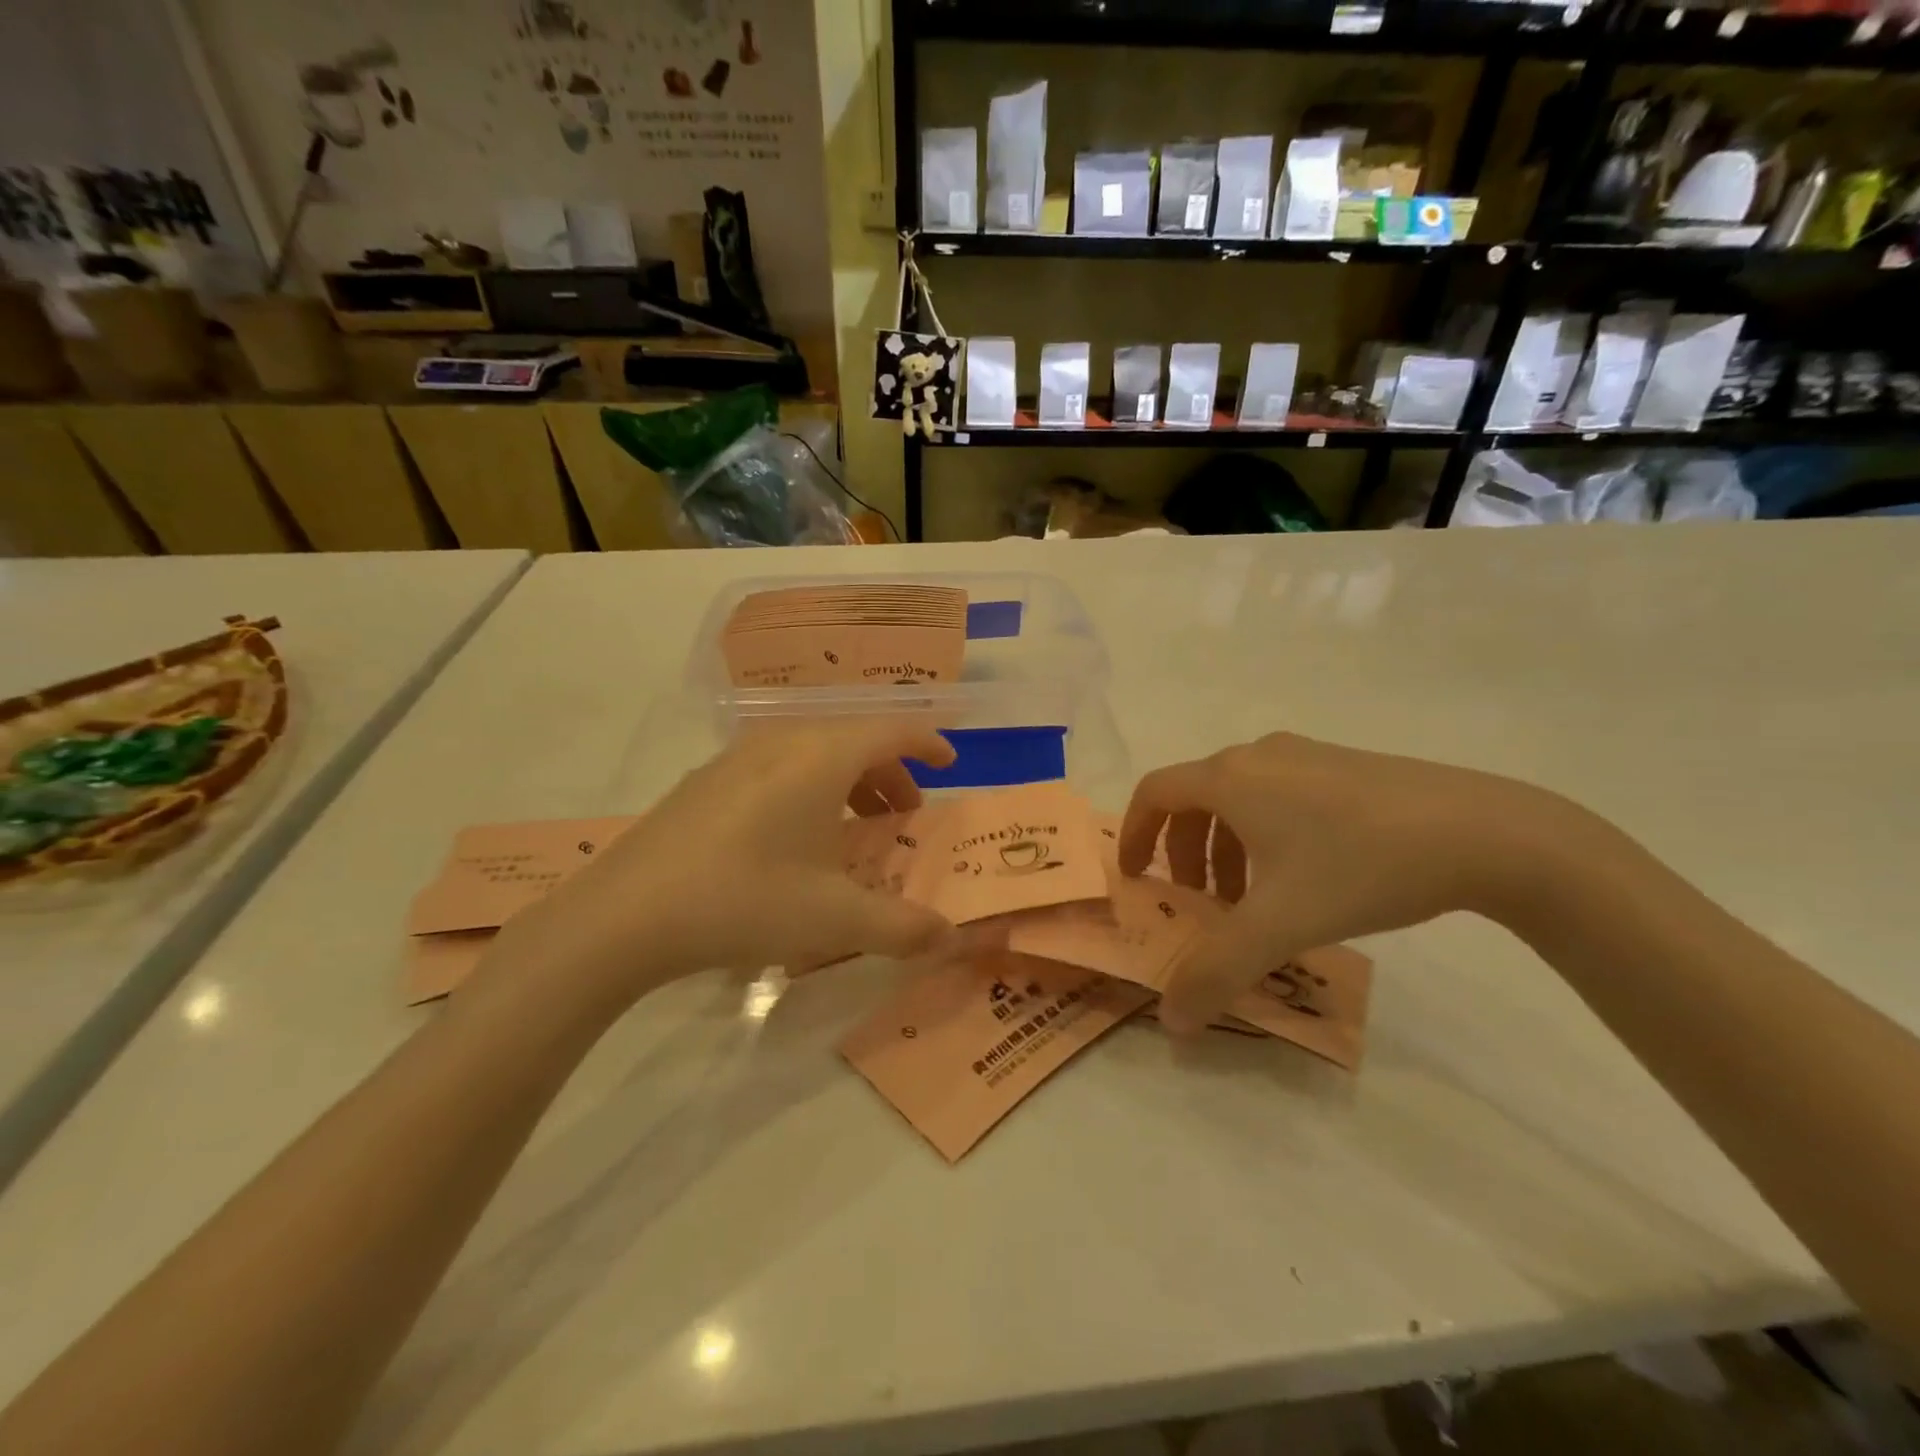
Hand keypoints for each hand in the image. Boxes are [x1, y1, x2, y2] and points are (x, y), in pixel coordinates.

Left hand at [486, 720, 960, 1007]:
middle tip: (904, 814)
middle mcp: (782, 741)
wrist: (626, 915)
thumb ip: (903, 927)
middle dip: (890, 772)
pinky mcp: (705, 781)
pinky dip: (807, 787)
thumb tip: (952, 938)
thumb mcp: (836, 919)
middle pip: (853, 739)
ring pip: (812, 751)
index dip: (927, 742)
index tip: (949, 763)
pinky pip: (776, 766)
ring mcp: (737, 757)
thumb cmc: (746, 900)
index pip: (892, 729)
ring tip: (854, 827)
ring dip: (847, 780)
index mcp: (822, 756)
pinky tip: (793, 839)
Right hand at [1119, 732, 1568, 1032]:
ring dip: (1226, 847)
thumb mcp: (1282, 924)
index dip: (1133, 833)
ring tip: (1252, 898)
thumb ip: (1217, 972)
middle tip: (1200, 902)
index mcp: (1229, 779)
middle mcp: (1258, 756)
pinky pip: (1279, 796)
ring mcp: (1306, 756)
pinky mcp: (1346, 767)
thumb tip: (1171, 1022)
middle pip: (1194, 798)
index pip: (1154, 793)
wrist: (1487, 832)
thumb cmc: (1361, 865)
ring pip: (1239, 799)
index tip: (1135, 876)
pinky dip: (1265, 835)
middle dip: (1184, 852)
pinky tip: (1306, 877)